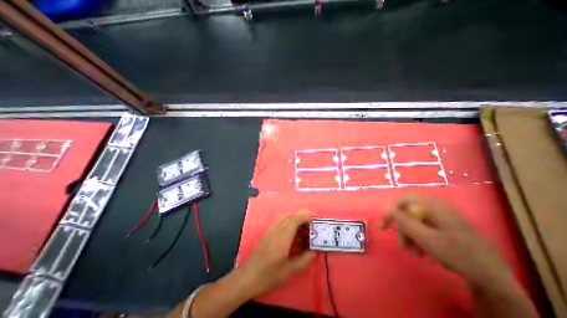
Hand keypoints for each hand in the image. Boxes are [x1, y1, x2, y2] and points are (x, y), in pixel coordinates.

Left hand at [237, 212, 313, 297]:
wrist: (248, 277)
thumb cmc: (270, 275)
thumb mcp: (290, 271)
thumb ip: (304, 260)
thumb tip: (314, 251)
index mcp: (283, 237)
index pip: (294, 220)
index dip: (304, 216)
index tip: (313, 217)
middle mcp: (276, 230)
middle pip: (289, 217)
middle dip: (301, 215)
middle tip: (310, 221)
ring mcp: (270, 231)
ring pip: (284, 219)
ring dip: (294, 218)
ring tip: (303, 225)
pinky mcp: (267, 234)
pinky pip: (280, 223)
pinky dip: (288, 222)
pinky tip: (292, 232)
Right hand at [386, 194, 514, 287]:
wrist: (495, 278)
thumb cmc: (458, 254)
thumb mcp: (426, 238)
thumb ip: (404, 222)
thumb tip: (389, 211)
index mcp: (433, 205)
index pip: (403, 201)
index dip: (391, 212)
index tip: (384, 227)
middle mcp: (437, 206)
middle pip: (409, 213)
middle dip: (403, 229)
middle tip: (403, 245)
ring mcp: (443, 215)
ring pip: (416, 221)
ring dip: (411, 236)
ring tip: (415, 252)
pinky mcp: (446, 225)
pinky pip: (425, 227)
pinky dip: (420, 238)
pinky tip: (424, 250)